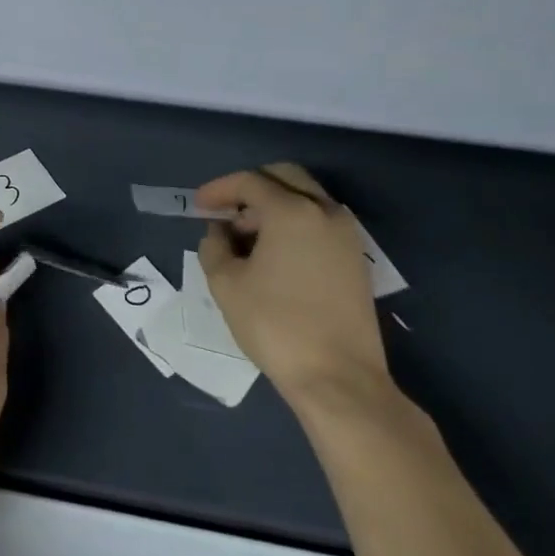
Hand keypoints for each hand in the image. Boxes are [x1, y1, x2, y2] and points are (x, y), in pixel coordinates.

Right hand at [196, 164, 388, 410]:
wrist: (338, 378)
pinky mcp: (355, 259)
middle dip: (250, 188)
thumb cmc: (275, 324)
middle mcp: (325, 212)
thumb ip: (214, 246)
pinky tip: (272, 253)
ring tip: (245, 237)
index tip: (199, 206)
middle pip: (284, 177)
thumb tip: (220, 232)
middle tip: (226, 213)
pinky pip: (319, 221)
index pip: (250, 182)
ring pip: (306, 198)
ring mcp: (346, 236)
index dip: (219, 189)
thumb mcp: (226, 283)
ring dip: (273, 205)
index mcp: (292, 212)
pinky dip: (293, 222)